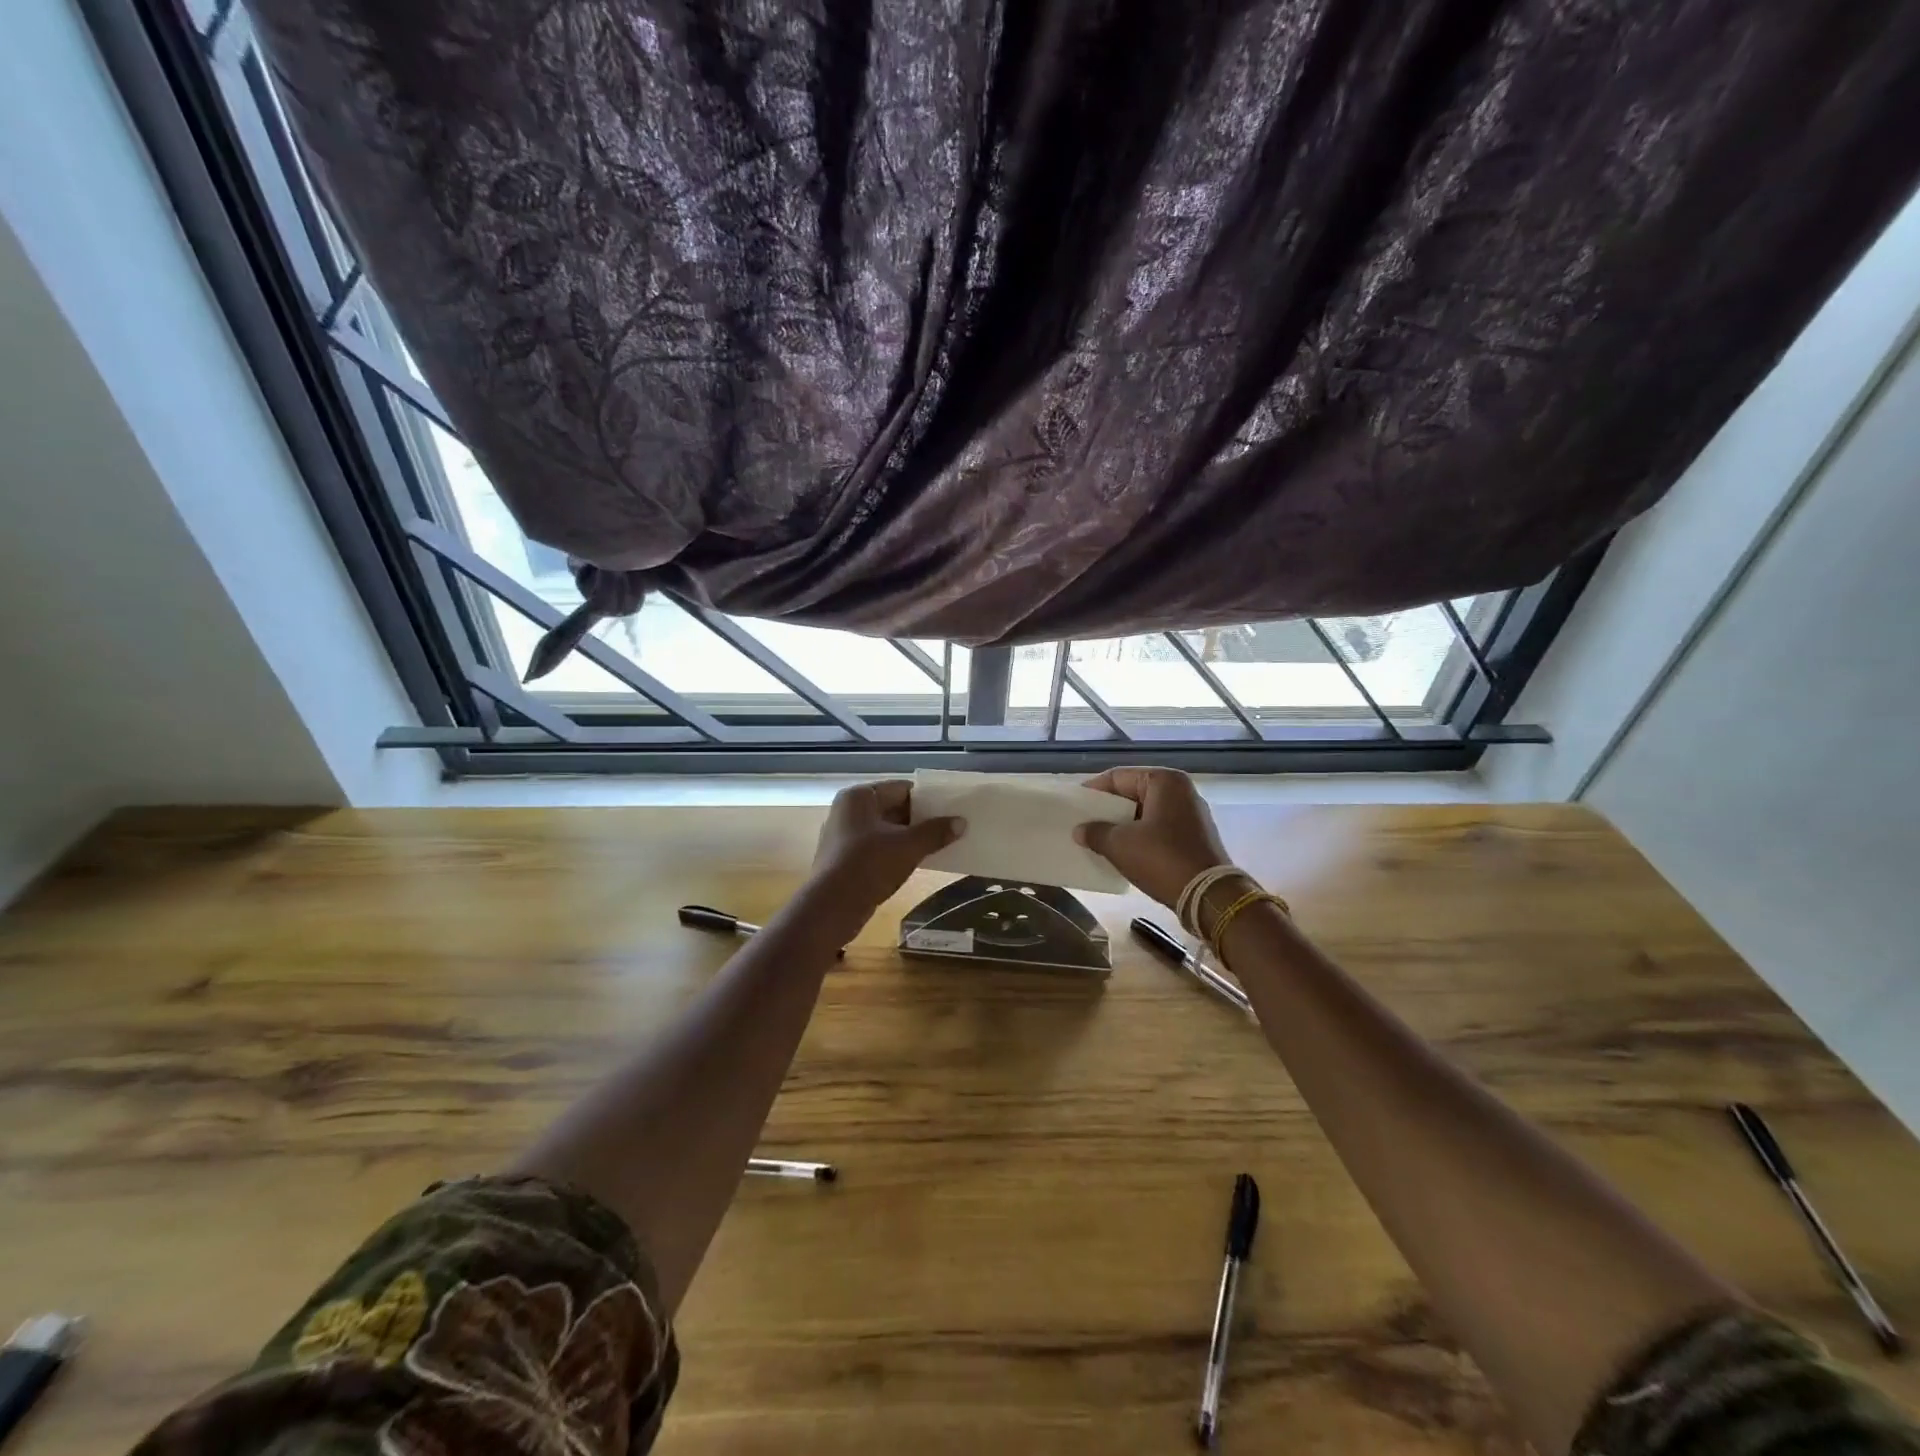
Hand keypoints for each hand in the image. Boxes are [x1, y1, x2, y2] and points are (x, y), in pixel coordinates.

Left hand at [808, 780, 965, 932]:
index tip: (950, 810)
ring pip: (885, 831)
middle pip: (892, 808)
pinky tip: (915, 863)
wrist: (831, 907)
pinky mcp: (843, 860)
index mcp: (859, 797)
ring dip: (909, 838)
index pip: (901, 788)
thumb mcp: (908, 846)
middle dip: (920, 820)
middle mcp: (847, 810)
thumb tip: (961, 822)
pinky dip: (895, 853)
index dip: (927, 799)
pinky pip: (876, 848)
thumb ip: (935, 832)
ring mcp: (843, 836)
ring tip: (938, 846)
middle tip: (949, 829)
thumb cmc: (869, 865)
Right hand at [1073, 767, 1229, 908]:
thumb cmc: (1161, 859)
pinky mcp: (1196, 836)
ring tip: (1099, 839)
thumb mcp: (1119, 844)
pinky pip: (1159, 829)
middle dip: (1108, 810)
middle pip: (1133, 793)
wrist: (1209, 896)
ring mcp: (1192, 814)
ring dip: (1123, 825)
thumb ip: (1095, 832)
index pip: (1117, 777)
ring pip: (1146, 813)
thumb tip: (1080, 831)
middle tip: (1083, 824)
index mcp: (1164, 781)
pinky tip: (1123, 852)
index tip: (1074, 807)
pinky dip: (1140, 837)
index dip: (1092, 791)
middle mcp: (1181, 791)